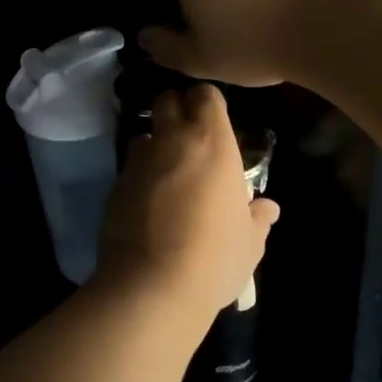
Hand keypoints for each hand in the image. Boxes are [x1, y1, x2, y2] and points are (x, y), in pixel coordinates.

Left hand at [96, 85, 279, 320]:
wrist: (151, 286)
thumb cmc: (214, 258)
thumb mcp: (249, 242)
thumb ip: (257, 218)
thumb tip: (267, 208)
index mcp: (211, 143)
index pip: (205, 95)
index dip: (208, 102)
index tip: (213, 119)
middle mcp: (171, 142)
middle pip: (167, 101)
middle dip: (176, 110)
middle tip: (189, 136)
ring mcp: (137, 163)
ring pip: (144, 136)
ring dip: (155, 145)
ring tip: (167, 171)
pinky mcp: (114, 186)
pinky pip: (129, 169)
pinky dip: (139, 177)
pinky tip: (148, 203)